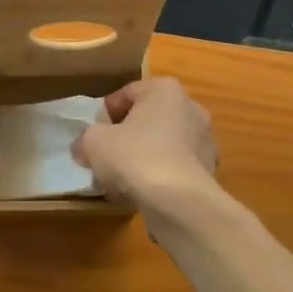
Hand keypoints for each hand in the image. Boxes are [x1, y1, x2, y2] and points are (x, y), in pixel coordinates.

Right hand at [75, 78, 219, 210]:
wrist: (179, 202)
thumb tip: (83, 148)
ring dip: (144, 156)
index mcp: (165, 89)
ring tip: (122, 179)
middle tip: (107, 155)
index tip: (93, 133)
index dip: (106, 113)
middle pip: (148, 118)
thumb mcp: (94, 142)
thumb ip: (86, 138)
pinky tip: (142, 193)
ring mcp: (204, 140)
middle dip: (127, 135)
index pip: (128, 93)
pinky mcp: (209, 170)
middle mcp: (191, 107)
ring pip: (163, 144)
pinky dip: (160, 176)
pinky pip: (176, 167)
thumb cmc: (135, 157)